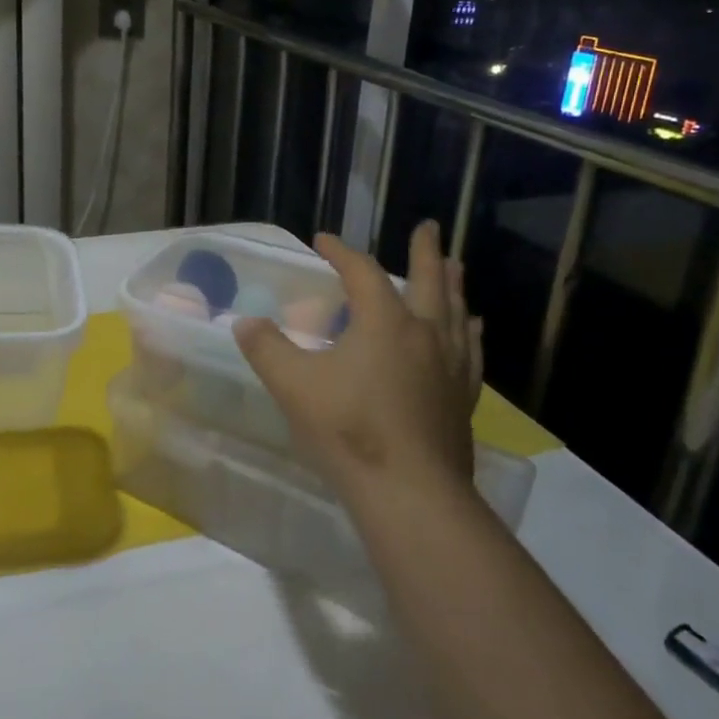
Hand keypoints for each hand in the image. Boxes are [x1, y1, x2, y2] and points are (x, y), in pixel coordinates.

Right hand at [233, 220, 481, 502]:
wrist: (409, 492)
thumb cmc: (349, 430)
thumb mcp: (294, 386)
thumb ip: (267, 349)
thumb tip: (245, 323)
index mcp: (385, 323)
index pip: (362, 273)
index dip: (341, 253)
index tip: (322, 241)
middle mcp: (425, 334)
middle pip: (429, 280)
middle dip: (425, 251)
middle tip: (428, 226)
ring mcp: (450, 366)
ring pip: (455, 312)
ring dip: (452, 285)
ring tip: (455, 266)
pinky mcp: (463, 397)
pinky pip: (470, 351)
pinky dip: (468, 332)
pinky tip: (473, 330)